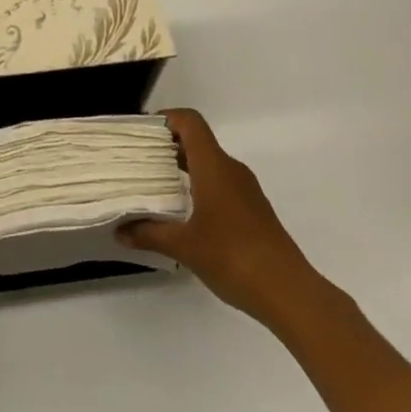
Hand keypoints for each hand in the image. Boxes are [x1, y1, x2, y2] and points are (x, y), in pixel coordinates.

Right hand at [119, 108, 330, 331]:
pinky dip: (201, 186)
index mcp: (214, 166)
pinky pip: (223, 184)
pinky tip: (188, 214)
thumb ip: (150, 234)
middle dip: (169, 146)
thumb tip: (120, 231)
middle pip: (199, 141)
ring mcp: (246, 190)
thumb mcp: (184, 247)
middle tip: (142, 161)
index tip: (144, 133)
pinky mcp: (255, 211)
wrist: (290, 293)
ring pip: (211, 164)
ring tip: (159, 187)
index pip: (190, 121)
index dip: (167, 118)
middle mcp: (231, 169)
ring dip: (185, 168)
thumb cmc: (233, 257)